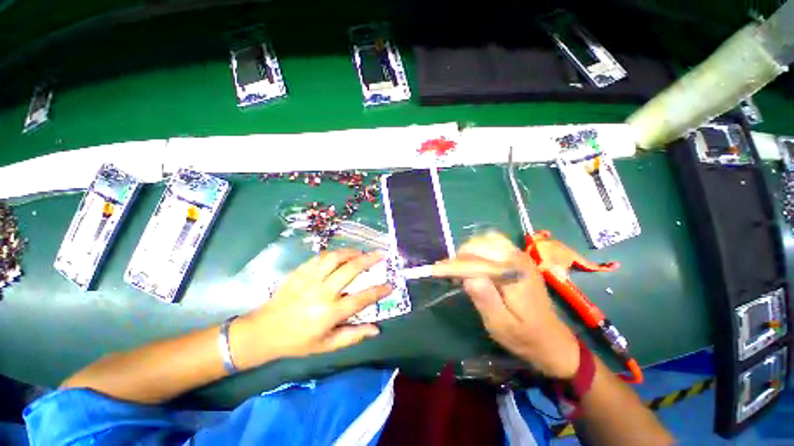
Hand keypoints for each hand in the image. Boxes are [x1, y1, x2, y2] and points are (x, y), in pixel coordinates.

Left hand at [230, 250, 392, 368]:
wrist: (264, 331)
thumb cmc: (298, 341)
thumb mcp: (327, 345)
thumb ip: (353, 336)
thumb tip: (376, 329)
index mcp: (330, 313)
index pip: (362, 298)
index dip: (379, 291)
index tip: (390, 285)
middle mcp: (322, 293)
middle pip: (351, 270)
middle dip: (369, 260)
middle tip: (380, 255)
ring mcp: (309, 279)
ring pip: (335, 258)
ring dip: (351, 252)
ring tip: (361, 252)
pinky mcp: (300, 272)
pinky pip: (320, 257)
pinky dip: (334, 254)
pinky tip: (340, 255)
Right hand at [433, 233, 579, 378]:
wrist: (552, 340)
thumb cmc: (524, 336)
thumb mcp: (500, 325)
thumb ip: (485, 298)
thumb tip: (467, 276)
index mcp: (514, 275)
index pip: (477, 260)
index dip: (454, 265)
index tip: (436, 270)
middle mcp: (518, 259)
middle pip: (482, 243)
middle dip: (461, 255)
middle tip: (449, 272)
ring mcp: (521, 256)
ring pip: (488, 239)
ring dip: (470, 249)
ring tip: (461, 266)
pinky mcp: (519, 259)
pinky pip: (495, 243)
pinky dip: (480, 248)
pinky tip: (475, 262)